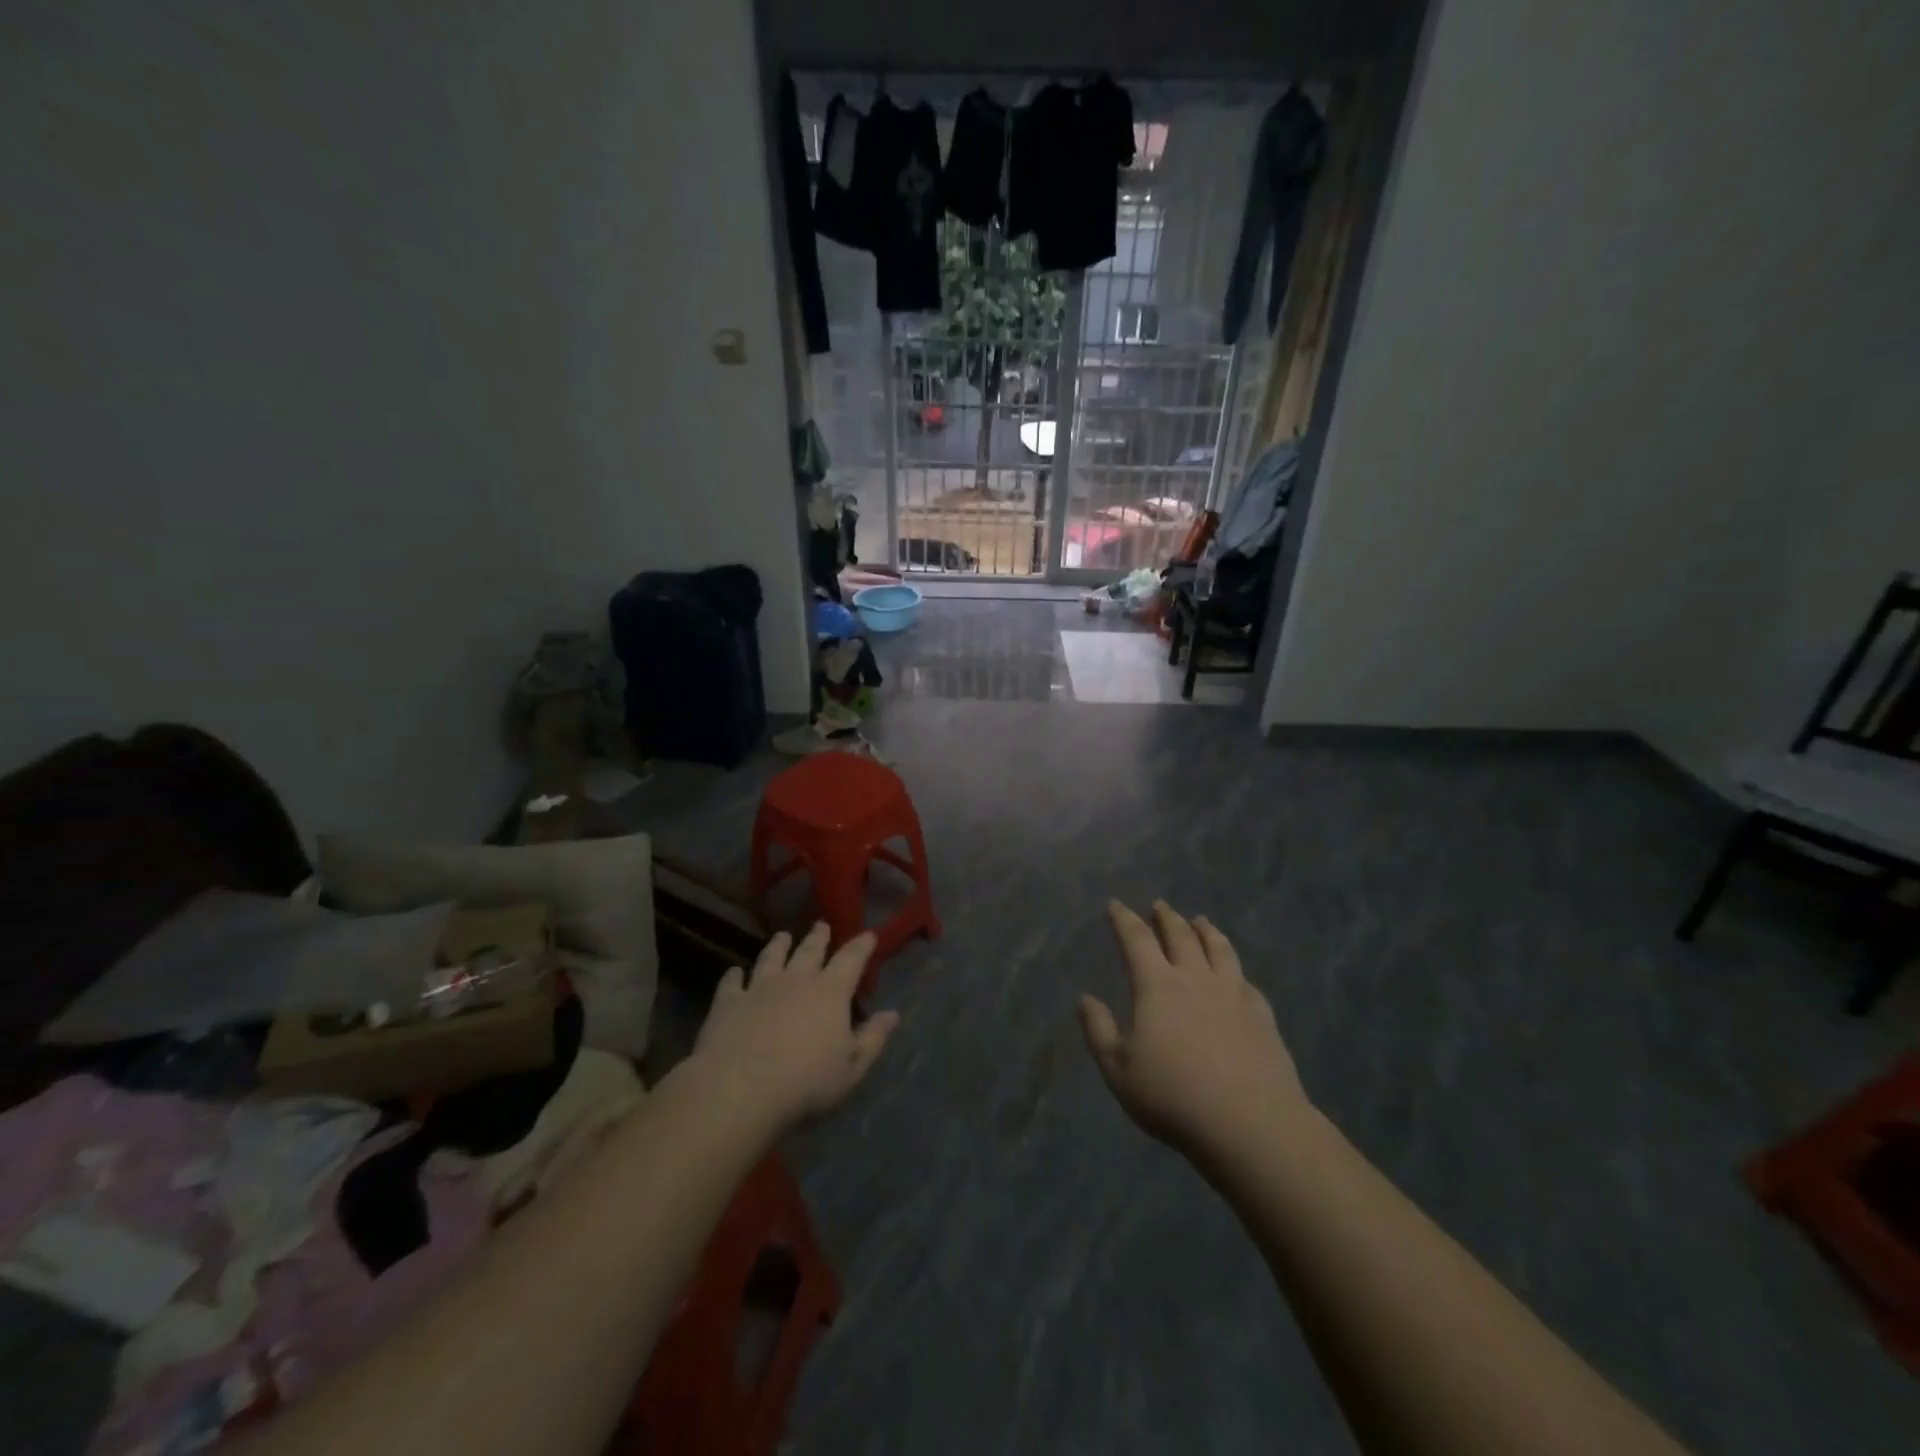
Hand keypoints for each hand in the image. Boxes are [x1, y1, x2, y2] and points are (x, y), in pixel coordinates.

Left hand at [690, 923, 899, 1135]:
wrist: (739, 1092)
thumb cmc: (805, 1084)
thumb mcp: (851, 1069)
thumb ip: (872, 1039)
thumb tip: (893, 1014)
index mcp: (830, 993)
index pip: (851, 959)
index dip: (861, 945)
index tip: (868, 934)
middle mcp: (796, 980)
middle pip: (809, 950)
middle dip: (818, 937)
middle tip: (821, 925)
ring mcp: (759, 988)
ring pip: (771, 957)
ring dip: (778, 945)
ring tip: (782, 936)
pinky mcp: (728, 1003)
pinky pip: (732, 982)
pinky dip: (734, 975)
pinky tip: (734, 972)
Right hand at [1079, 900, 1309, 1164]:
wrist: (1250, 1123)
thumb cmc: (1173, 1096)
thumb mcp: (1118, 1070)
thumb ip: (1099, 1031)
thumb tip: (1085, 999)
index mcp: (1157, 986)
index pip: (1137, 940)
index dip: (1124, 920)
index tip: (1116, 904)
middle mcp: (1195, 978)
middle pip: (1180, 935)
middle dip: (1166, 917)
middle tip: (1159, 904)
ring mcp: (1233, 993)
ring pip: (1218, 948)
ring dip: (1205, 930)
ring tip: (1200, 920)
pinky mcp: (1261, 1014)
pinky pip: (1245, 978)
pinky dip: (1234, 966)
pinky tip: (1235, 972)